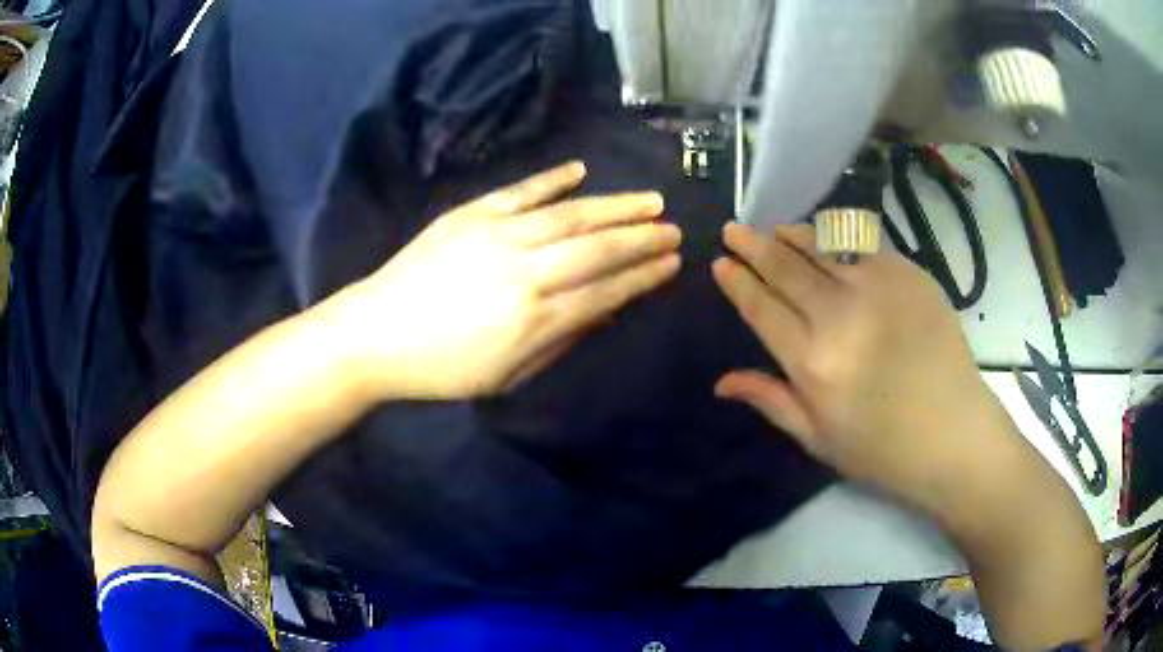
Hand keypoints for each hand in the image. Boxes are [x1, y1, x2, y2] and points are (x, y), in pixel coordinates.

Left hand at [334, 162, 680, 399]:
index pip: (605, 289)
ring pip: (569, 215)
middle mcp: (524, 271)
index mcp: (535, 318)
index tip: (672, 261)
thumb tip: (605, 312)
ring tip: (649, 199)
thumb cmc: (442, 368)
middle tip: (673, 227)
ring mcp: (496, 235)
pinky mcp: (470, 215)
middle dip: (641, 237)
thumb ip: (560, 341)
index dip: (643, 275)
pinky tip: (581, 170)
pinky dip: (552, 179)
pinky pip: (520, 191)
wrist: (376, 334)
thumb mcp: (506, 375)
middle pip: (596, 247)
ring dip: (614, 205)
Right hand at [711, 222, 1014, 510]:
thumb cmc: (883, 448)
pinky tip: (826, 237)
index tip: (721, 263)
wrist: (954, 432)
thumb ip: (771, 400)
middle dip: (754, 245)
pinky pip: (862, 244)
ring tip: (773, 228)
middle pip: (786, 267)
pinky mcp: (909, 274)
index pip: (762, 307)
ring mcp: (878, 286)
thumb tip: (721, 382)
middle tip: (734, 229)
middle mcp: (840, 314)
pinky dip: (836, 237)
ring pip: (821, 245)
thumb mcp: (819, 438)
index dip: (738, 282)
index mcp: (813, 361)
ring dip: (791, 234)